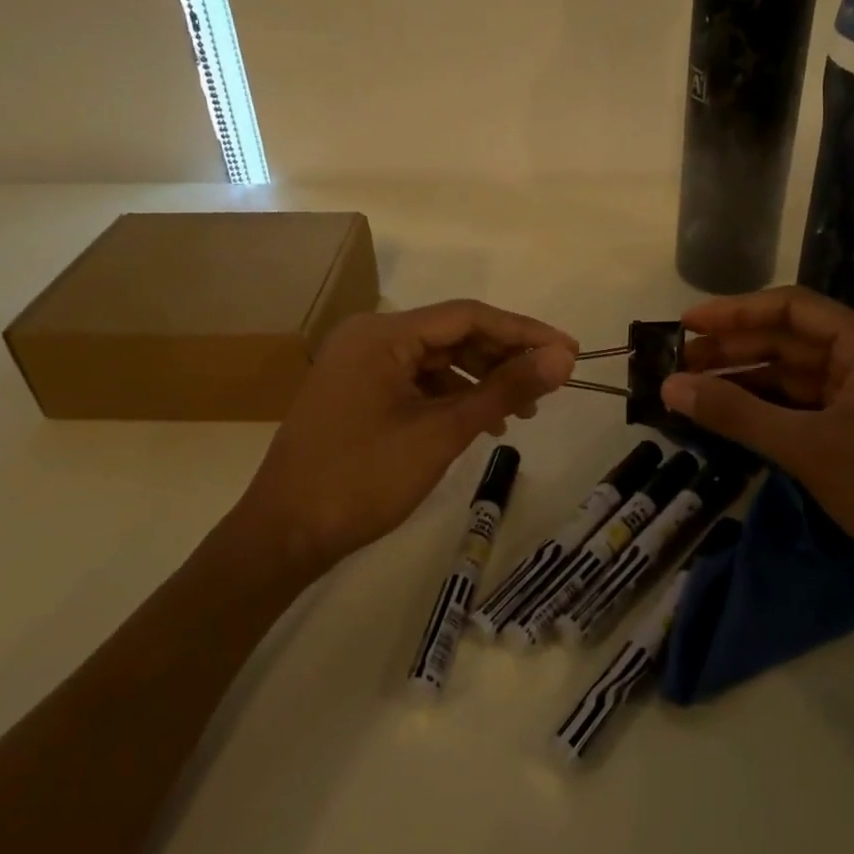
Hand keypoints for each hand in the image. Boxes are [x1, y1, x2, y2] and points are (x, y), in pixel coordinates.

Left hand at [239, 301, 576, 576]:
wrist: (283, 537)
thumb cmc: (362, 479)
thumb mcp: (442, 433)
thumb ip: (504, 389)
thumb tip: (563, 358)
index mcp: (383, 334)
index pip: (469, 316)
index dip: (524, 331)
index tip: (569, 350)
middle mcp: (370, 337)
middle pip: (453, 334)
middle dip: (504, 357)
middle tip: (550, 383)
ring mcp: (361, 365)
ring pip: (438, 360)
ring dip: (482, 380)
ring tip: (522, 411)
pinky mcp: (359, 392)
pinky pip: (418, 382)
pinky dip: (453, 397)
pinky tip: (482, 423)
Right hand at [659, 285, 853, 596]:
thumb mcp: (810, 450)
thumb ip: (737, 415)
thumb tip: (671, 387)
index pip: (789, 309)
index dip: (733, 312)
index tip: (685, 325)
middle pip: (790, 342)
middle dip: (734, 351)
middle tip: (678, 366)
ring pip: (799, 378)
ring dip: (750, 383)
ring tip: (695, 392)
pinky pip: (813, 408)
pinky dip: (775, 412)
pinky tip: (738, 420)